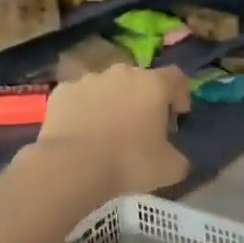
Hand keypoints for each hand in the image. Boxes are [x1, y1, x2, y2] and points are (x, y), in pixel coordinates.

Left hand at [38, 65, 192, 197]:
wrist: (73, 166)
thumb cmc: (129, 162)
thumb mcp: (170, 168)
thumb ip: (178, 157)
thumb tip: (174, 157)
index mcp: (153, 85)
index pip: (176, 78)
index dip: (180, 94)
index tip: (178, 114)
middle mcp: (122, 73)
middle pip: (140, 80)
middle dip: (143, 98)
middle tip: (142, 126)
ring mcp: (89, 79)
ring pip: (108, 86)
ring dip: (112, 102)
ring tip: (108, 130)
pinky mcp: (63, 91)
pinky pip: (80, 97)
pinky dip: (84, 109)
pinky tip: (81, 131)